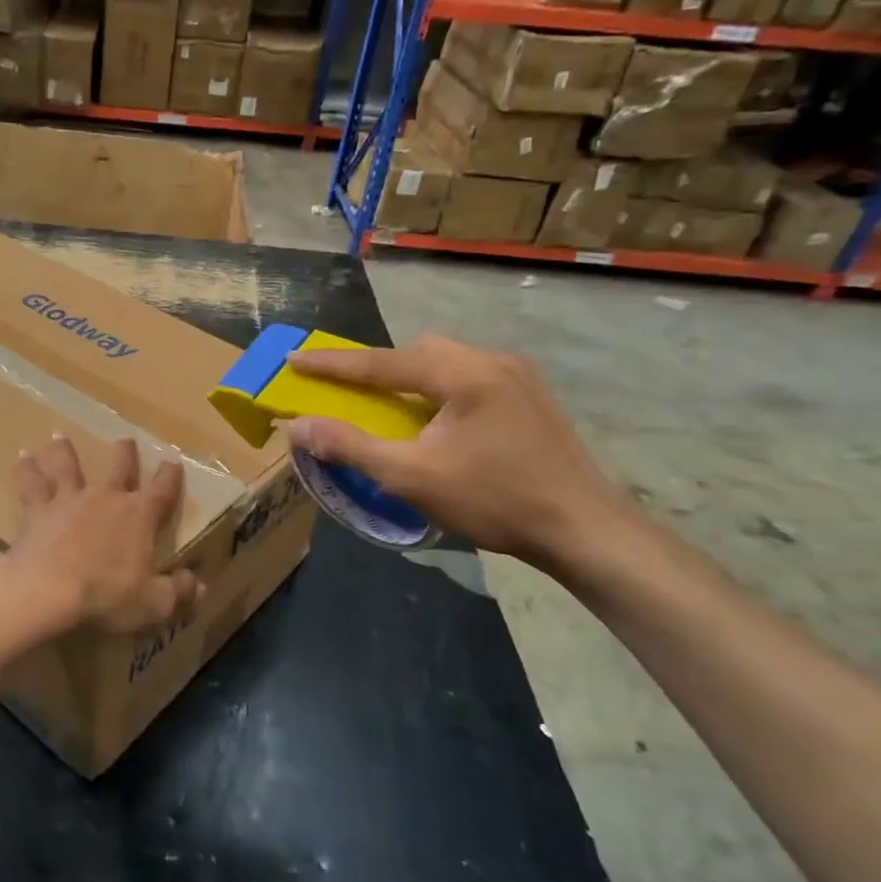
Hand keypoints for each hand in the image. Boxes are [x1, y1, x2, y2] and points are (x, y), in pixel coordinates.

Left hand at [0, 436, 200, 640]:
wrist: (47, 589)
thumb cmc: (105, 596)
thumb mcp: (152, 603)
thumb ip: (177, 593)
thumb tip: (199, 587)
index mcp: (139, 516)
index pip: (162, 491)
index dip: (170, 477)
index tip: (173, 462)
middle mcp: (106, 498)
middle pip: (119, 468)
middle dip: (125, 453)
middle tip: (125, 440)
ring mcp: (70, 500)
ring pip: (68, 466)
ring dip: (65, 451)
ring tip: (59, 437)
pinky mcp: (38, 509)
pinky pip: (30, 484)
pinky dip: (26, 470)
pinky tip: (21, 457)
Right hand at [283, 335, 634, 568]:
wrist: (586, 530)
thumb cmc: (494, 500)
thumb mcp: (411, 477)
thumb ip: (350, 446)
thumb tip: (297, 426)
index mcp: (463, 373)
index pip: (382, 362)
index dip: (332, 364)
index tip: (294, 358)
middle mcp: (492, 361)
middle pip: (419, 351)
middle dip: (378, 367)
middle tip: (351, 391)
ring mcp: (518, 376)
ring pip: (447, 362)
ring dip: (411, 379)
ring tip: (394, 409)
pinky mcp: (532, 397)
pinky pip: (470, 377)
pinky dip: (439, 390)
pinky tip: (439, 422)